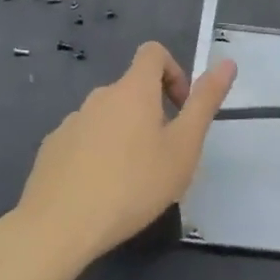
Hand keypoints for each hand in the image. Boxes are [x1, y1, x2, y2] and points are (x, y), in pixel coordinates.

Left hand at [10, 41, 237, 270]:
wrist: (58, 226)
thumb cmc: (133, 185)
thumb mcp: (183, 148)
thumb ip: (205, 103)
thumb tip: (227, 63)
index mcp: (133, 90)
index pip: (153, 53)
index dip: (173, 72)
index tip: (180, 109)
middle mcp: (100, 96)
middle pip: (132, 89)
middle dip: (152, 113)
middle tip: (163, 157)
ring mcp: (71, 121)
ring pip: (107, 117)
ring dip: (124, 135)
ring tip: (132, 181)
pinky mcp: (52, 148)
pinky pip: (83, 139)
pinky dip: (97, 154)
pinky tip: (99, 191)